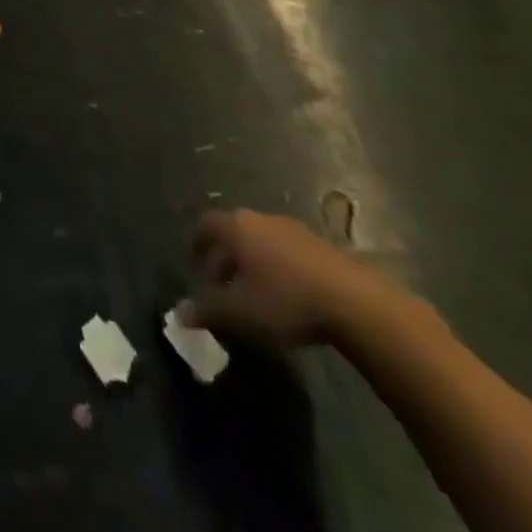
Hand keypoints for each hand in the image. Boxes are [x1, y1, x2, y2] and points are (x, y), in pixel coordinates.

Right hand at [183, 210, 390, 347]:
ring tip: (253, 295)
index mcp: (236, 227)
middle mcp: (259, 219)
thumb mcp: (240, 312)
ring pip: (259, 241)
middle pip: (232, 232)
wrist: (353, 301)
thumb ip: (207, 310)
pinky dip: (275, 267)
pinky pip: (284, 251)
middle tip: (221, 287)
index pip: (205, 225)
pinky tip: (284, 295)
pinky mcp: (317, 245)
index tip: (195, 264)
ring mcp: (291, 229)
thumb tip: (178, 313)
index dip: (197, 243)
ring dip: (251, 263)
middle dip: (224, 258)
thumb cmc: (284, 300)